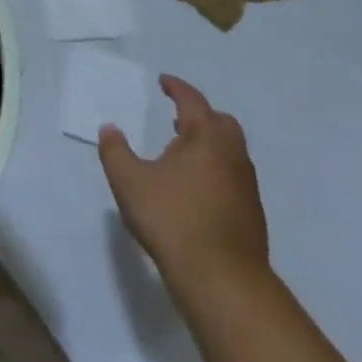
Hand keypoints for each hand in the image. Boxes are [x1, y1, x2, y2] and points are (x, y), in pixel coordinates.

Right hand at [99, 75, 268, 316]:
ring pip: (230, 151)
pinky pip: (232, 176)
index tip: (164, 82)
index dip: (176, 88)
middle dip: (199, 115)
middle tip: (176, 118)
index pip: (192, 100)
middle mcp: (231, 154)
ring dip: (208, 144)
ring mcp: (246, 185)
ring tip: (182, 152)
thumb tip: (110, 129)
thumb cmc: (173, 219)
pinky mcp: (251, 214)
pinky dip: (215, 169)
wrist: (223, 280)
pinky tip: (195, 188)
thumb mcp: (129, 181)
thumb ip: (115, 151)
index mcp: (205, 136)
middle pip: (220, 122)